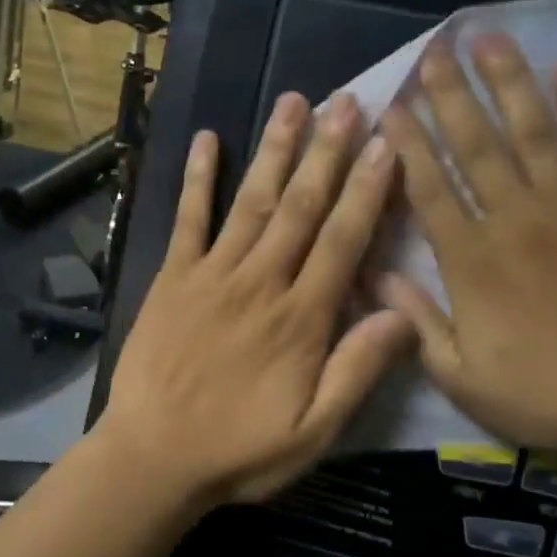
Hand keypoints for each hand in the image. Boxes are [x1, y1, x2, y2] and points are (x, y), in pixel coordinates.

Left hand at [97, 92, 415, 511]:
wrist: (153, 456)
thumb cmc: (239, 450)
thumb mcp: (314, 431)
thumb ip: (358, 370)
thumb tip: (403, 313)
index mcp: (300, 318)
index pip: (342, 241)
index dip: (367, 190)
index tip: (386, 144)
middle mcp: (260, 282)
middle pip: (300, 207)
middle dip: (326, 152)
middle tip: (347, 101)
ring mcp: (211, 275)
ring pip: (251, 202)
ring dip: (274, 150)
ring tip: (293, 102)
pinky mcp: (172, 278)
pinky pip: (187, 220)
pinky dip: (197, 179)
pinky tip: (206, 140)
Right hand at [378, 34, 556, 466]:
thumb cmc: (547, 395)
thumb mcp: (461, 375)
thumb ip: (417, 320)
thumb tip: (376, 276)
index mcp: (471, 261)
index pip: (429, 187)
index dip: (406, 144)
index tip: (391, 105)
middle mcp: (515, 220)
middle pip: (475, 146)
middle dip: (450, 95)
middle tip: (433, 51)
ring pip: (531, 131)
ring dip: (507, 82)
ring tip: (488, 39)